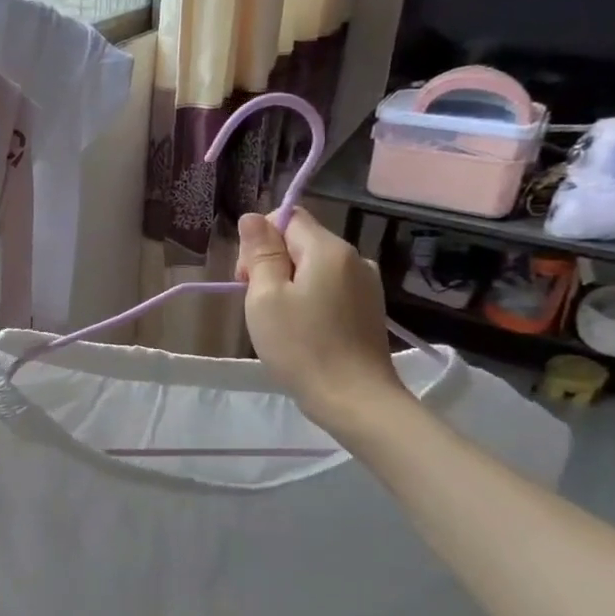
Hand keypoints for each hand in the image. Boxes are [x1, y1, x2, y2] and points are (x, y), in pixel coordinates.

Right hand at [237, 210, 409, 436]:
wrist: (354, 399)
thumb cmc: (302, 346)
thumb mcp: (266, 297)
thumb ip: (260, 253)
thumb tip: (252, 217)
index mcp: (329, 249)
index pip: (287, 216)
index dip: (259, 240)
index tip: (246, 278)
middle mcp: (354, 258)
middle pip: (300, 241)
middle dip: (271, 263)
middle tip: (257, 304)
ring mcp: (366, 285)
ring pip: (313, 267)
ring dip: (288, 284)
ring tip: (279, 322)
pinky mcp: (368, 309)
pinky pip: (329, 288)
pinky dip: (308, 300)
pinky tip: (302, 330)